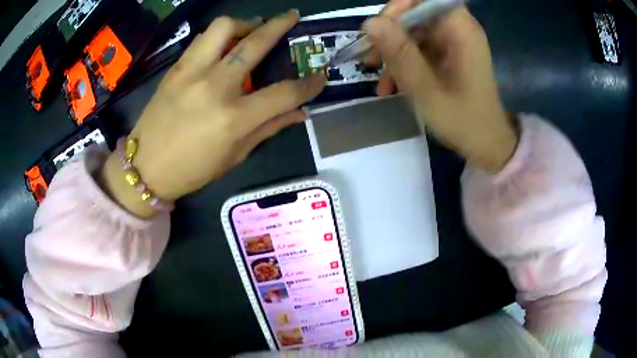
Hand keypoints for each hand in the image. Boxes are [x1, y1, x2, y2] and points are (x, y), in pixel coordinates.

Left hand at [100, 11, 325, 216]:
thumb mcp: (235, 156)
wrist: (145, 167)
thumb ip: (269, 128)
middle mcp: (215, 87)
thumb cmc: (192, 169)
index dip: (308, 85)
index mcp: (234, 119)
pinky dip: (219, 35)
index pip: (283, 93)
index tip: (320, 77)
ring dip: (244, 23)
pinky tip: (224, 44)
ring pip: (224, 28)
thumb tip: (299, 113)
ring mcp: (192, 73)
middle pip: (255, 44)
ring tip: (252, 28)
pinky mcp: (176, 68)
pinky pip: (202, 39)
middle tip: (292, 16)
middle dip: (280, 25)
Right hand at [363, 2, 516, 171]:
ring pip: (411, 31)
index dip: (401, 6)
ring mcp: (451, 43)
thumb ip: (401, 54)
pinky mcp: (445, 55)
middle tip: (369, 56)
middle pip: (415, 13)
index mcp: (461, 30)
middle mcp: (457, 30)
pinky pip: (417, 48)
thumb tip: (370, 23)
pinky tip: (390, 86)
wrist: (485, 144)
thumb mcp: (428, 90)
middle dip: (389, 32)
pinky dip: (402, 63)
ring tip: (378, 78)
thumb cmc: (464, 121)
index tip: (381, 28)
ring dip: (391, 51)